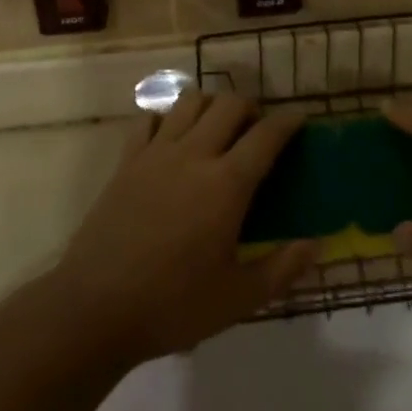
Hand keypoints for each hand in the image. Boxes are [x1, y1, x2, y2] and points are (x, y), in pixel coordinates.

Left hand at [50, 92, 315, 366]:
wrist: (94, 309)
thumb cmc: (172, 306)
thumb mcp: (237, 299)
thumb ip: (282, 268)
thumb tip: (317, 244)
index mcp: (227, 184)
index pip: (266, 135)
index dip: (288, 122)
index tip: (300, 121)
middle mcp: (194, 154)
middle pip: (229, 104)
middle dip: (250, 108)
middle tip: (256, 130)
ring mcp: (156, 152)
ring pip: (190, 101)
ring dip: (211, 105)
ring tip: (216, 128)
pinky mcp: (127, 160)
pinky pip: (149, 119)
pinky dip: (166, 119)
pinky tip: (171, 139)